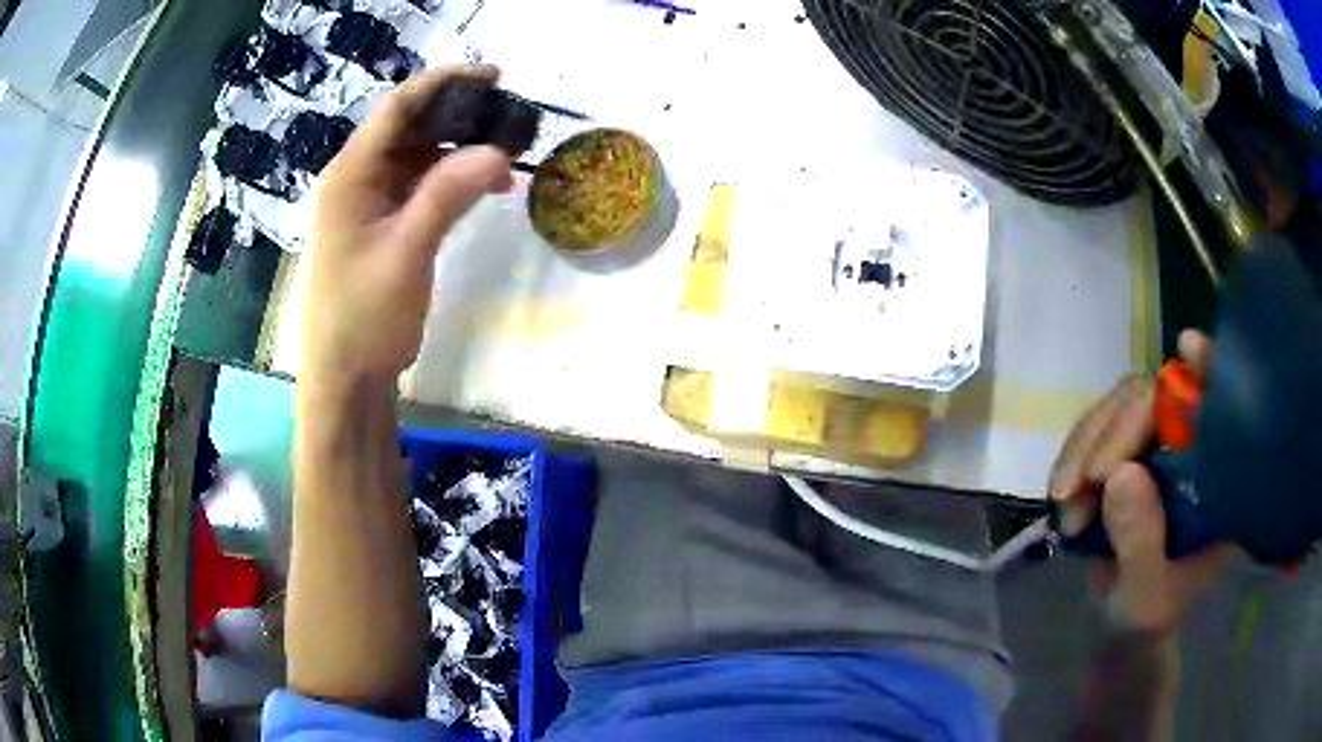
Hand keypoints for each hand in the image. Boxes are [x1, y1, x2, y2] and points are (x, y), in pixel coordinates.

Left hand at [301, 65, 513, 390]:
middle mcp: (358, 179)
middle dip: (460, 119)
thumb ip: (446, 196)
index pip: (399, 108)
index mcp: (351, 174)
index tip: (496, 75)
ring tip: (507, 160)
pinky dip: (452, 183)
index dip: (445, 83)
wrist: (346, 379)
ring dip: (460, 154)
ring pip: (420, 158)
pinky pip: (421, 188)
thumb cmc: (363, 317)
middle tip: (510, 120)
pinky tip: (486, 189)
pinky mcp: (384, 226)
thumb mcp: (405, 253)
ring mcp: (371, 203)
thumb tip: (497, 149)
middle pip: (411, 128)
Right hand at [1050, 330, 1239, 634]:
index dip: (1207, 372)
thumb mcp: (1145, 595)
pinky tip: (1062, 491)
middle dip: (1114, 432)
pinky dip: (1073, 454)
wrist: (1121, 625)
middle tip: (1082, 484)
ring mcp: (1156, 445)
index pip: (1220, 409)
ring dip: (1086, 445)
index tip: (1188, 349)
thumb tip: (1120, 474)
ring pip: (1120, 406)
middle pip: (1158, 397)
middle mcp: (1190, 448)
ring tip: (1066, 500)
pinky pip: (1096, 428)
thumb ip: (1140, 542)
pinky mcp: (1124, 451)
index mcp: (1217, 479)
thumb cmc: (1147, 617)